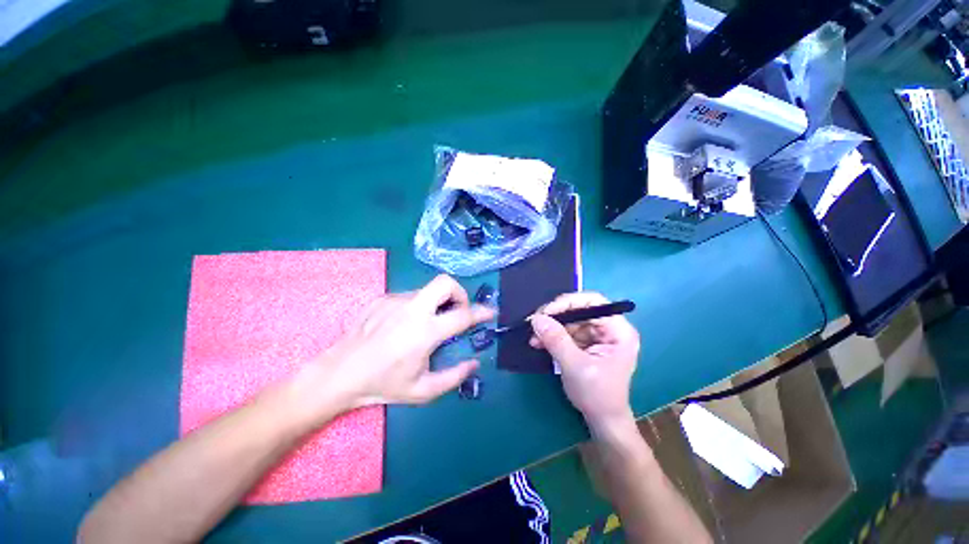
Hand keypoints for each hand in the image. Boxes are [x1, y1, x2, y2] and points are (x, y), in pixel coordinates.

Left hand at [297, 275, 493, 415]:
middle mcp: (412, 309)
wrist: (339, 374)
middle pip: (445, 282)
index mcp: (425, 332)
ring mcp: (395, 300)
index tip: (490, 312)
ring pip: (427, 291)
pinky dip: (416, 307)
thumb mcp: (423, 390)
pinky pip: (409, 297)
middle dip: (459, 292)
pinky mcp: (382, 298)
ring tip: (426, 325)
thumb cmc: (383, 385)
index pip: (462, 314)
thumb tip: (474, 363)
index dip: (481, 312)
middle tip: (458, 310)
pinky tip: (403, 327)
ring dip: (435, 304)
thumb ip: (454, 376)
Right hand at [529, 292, 639, 427]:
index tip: (547, 311)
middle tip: (535, 322)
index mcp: (618, 330)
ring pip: (570, 320)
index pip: (593, 302)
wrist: (602, 421)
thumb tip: (536, 318)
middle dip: (556, 316)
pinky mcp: (586, 343)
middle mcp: (609, 328)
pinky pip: (566, 332)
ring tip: (533, 337)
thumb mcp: (575, 366)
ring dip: (550, 327)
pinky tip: (539, 342)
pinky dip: (552, 336)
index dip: (568, 302)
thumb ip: (556, 340)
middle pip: (580, 309)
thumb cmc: (597, 395)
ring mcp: (597, 336)